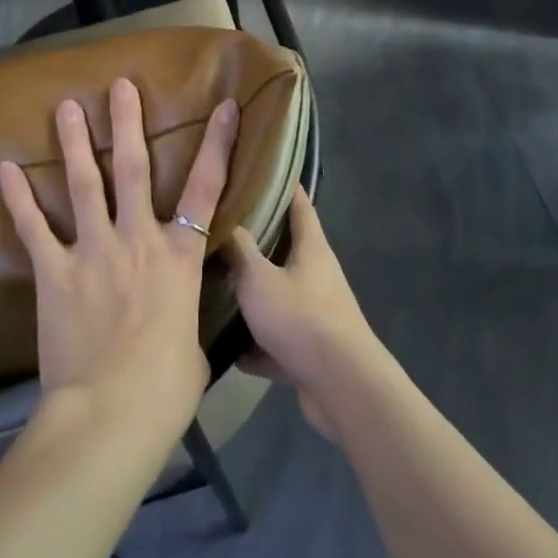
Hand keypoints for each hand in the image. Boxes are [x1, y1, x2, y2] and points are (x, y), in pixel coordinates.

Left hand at [0, 78, 237, 436]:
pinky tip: (5, 168)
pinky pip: (34, 227)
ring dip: (75, 143)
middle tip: (119, 86)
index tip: (222, 106)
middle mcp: (138, 239)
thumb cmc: (166, 388)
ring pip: (84, 184)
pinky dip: (19, 197)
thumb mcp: (193, 347)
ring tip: (67, 107)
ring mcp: (94, 250)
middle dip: (128, 123)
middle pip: (134, 169)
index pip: (206, 188)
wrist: (112, 413)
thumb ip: (184, 319)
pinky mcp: (55, 272)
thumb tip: (177, 322)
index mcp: (180, 256)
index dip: (216, 144)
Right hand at [226, 190, 385, 442]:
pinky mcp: (311, 351)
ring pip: (280, 297)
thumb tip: (227, 223)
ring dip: (255, 298)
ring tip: (217, 289)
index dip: (285, 187)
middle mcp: (318, 276)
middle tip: (222, 231)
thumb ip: (240, 251)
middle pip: (288, 251)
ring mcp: (317, 315)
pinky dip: (257, 347)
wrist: (340, 385)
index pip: (300, 206)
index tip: (263, 171)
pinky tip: (228, 352)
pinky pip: (278, 342)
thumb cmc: (301, 318)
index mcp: (312, 249)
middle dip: (259, 243)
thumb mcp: (259, 279)